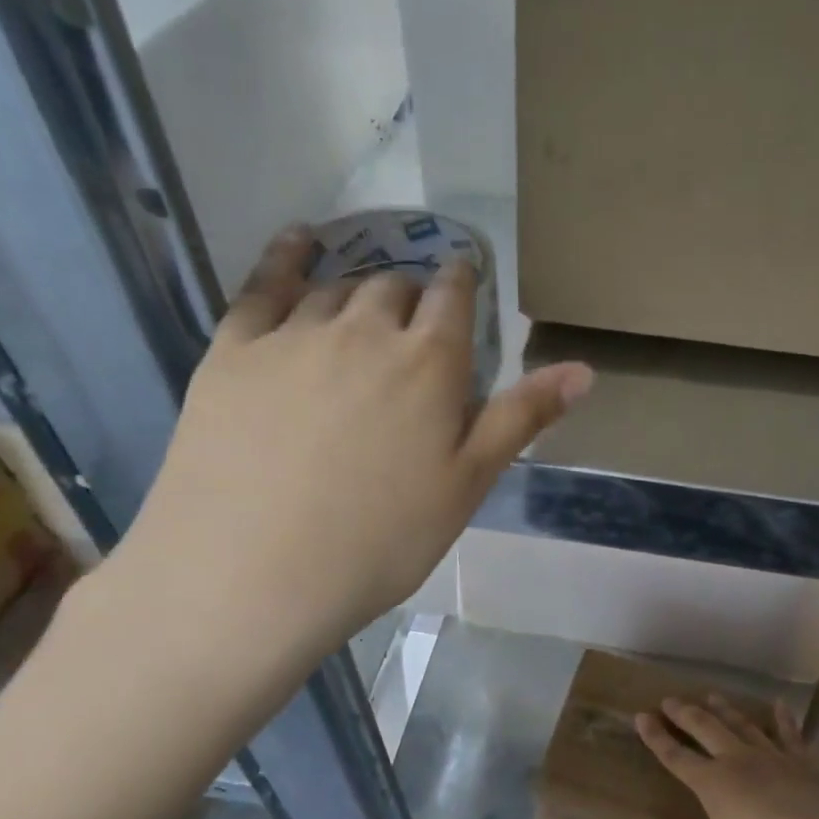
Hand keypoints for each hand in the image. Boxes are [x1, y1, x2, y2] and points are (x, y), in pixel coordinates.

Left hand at [87, 226, 592, 711]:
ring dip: (357, 291)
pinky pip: (263, 284)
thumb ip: (522, 417)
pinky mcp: (234, 350)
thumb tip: (584, 369)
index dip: (461, 280)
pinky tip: (298, 243)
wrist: (250, 576)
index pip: (453, 295)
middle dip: (409, 295)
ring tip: (360, 309)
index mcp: (429, 361)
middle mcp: (365, 329)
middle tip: (410, 325)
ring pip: (336, 287)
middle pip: (393, 287)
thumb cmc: (379, 540)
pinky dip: (286, 256)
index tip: (464, 277)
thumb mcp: (467, 484)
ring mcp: (294, 335)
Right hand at [636, 694, 818, 818]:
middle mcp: (740, 763)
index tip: (641, 716)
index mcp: (714, 786)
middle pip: (706, 729)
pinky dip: (784, 719)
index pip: (676, 757)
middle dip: (685, 713)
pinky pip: (792, 737)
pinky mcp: (806, 769)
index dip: (656, 737)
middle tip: (670, 700)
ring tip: (712, 696)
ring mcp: (775, 762)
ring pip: (744, 726)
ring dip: (725, 710)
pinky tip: (780, 705)